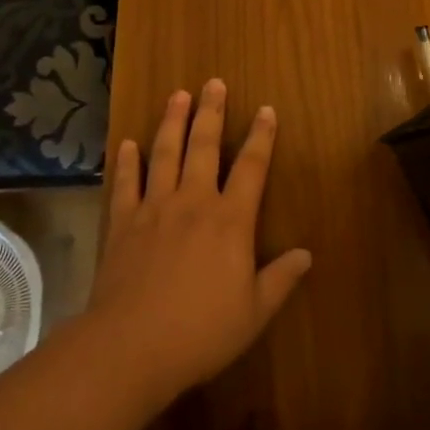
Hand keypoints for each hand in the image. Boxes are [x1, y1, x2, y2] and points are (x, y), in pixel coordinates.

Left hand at [86, 80, 311, 410]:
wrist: (131, 346)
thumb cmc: (201, 331)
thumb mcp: (254, 313)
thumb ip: (281, 279)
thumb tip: (307, 254)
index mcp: (230, 220)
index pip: (251, 167)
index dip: (261, 136)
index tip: (265, 110)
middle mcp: (193, 202)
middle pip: (204, 146)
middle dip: (211, 112)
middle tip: (213, 82)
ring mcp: (154, 208)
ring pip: (165, 154)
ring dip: (172, 122)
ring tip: (177, 95)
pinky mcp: (123, 223)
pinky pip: (125, 183)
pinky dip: (126, 161)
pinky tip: (127, 143)